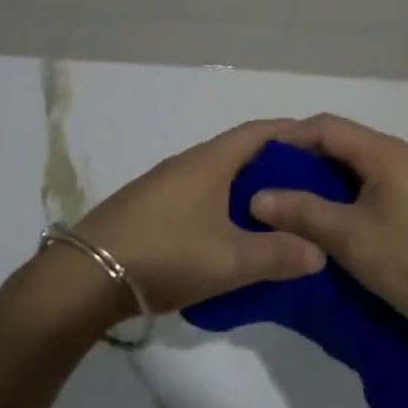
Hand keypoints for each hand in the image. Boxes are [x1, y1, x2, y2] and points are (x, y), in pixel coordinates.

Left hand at [67, 119, 325, 318]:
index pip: (258, 133)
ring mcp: (164, 185)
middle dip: (275, 166)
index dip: (290, 133)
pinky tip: (233, 235)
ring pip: (218, 178)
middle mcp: (187, 163)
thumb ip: (278, 254)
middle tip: (309, 188)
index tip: (320, 145)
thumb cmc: (167, 253)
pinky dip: (224, 207)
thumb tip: (319, 250)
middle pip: (239, 154)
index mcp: (210, 161)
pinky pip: (200, 196)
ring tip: (278, 216)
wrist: (87, 275)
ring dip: (247, 190)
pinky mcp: (150, 208)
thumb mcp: (230, 260)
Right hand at [250, 114, 407, 345]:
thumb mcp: (351, 238)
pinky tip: (328, 222)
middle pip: (341, 144)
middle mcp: (400, 156)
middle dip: (302, 160)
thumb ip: (302, 212)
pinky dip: (343, 197)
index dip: (288, 137)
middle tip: (268, 183)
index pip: (326, 127)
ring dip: (322, 181)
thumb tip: (257, 197)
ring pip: (356, 168)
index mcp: (385, 153)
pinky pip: (371, 188)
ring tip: (289, 204)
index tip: (256, 159)